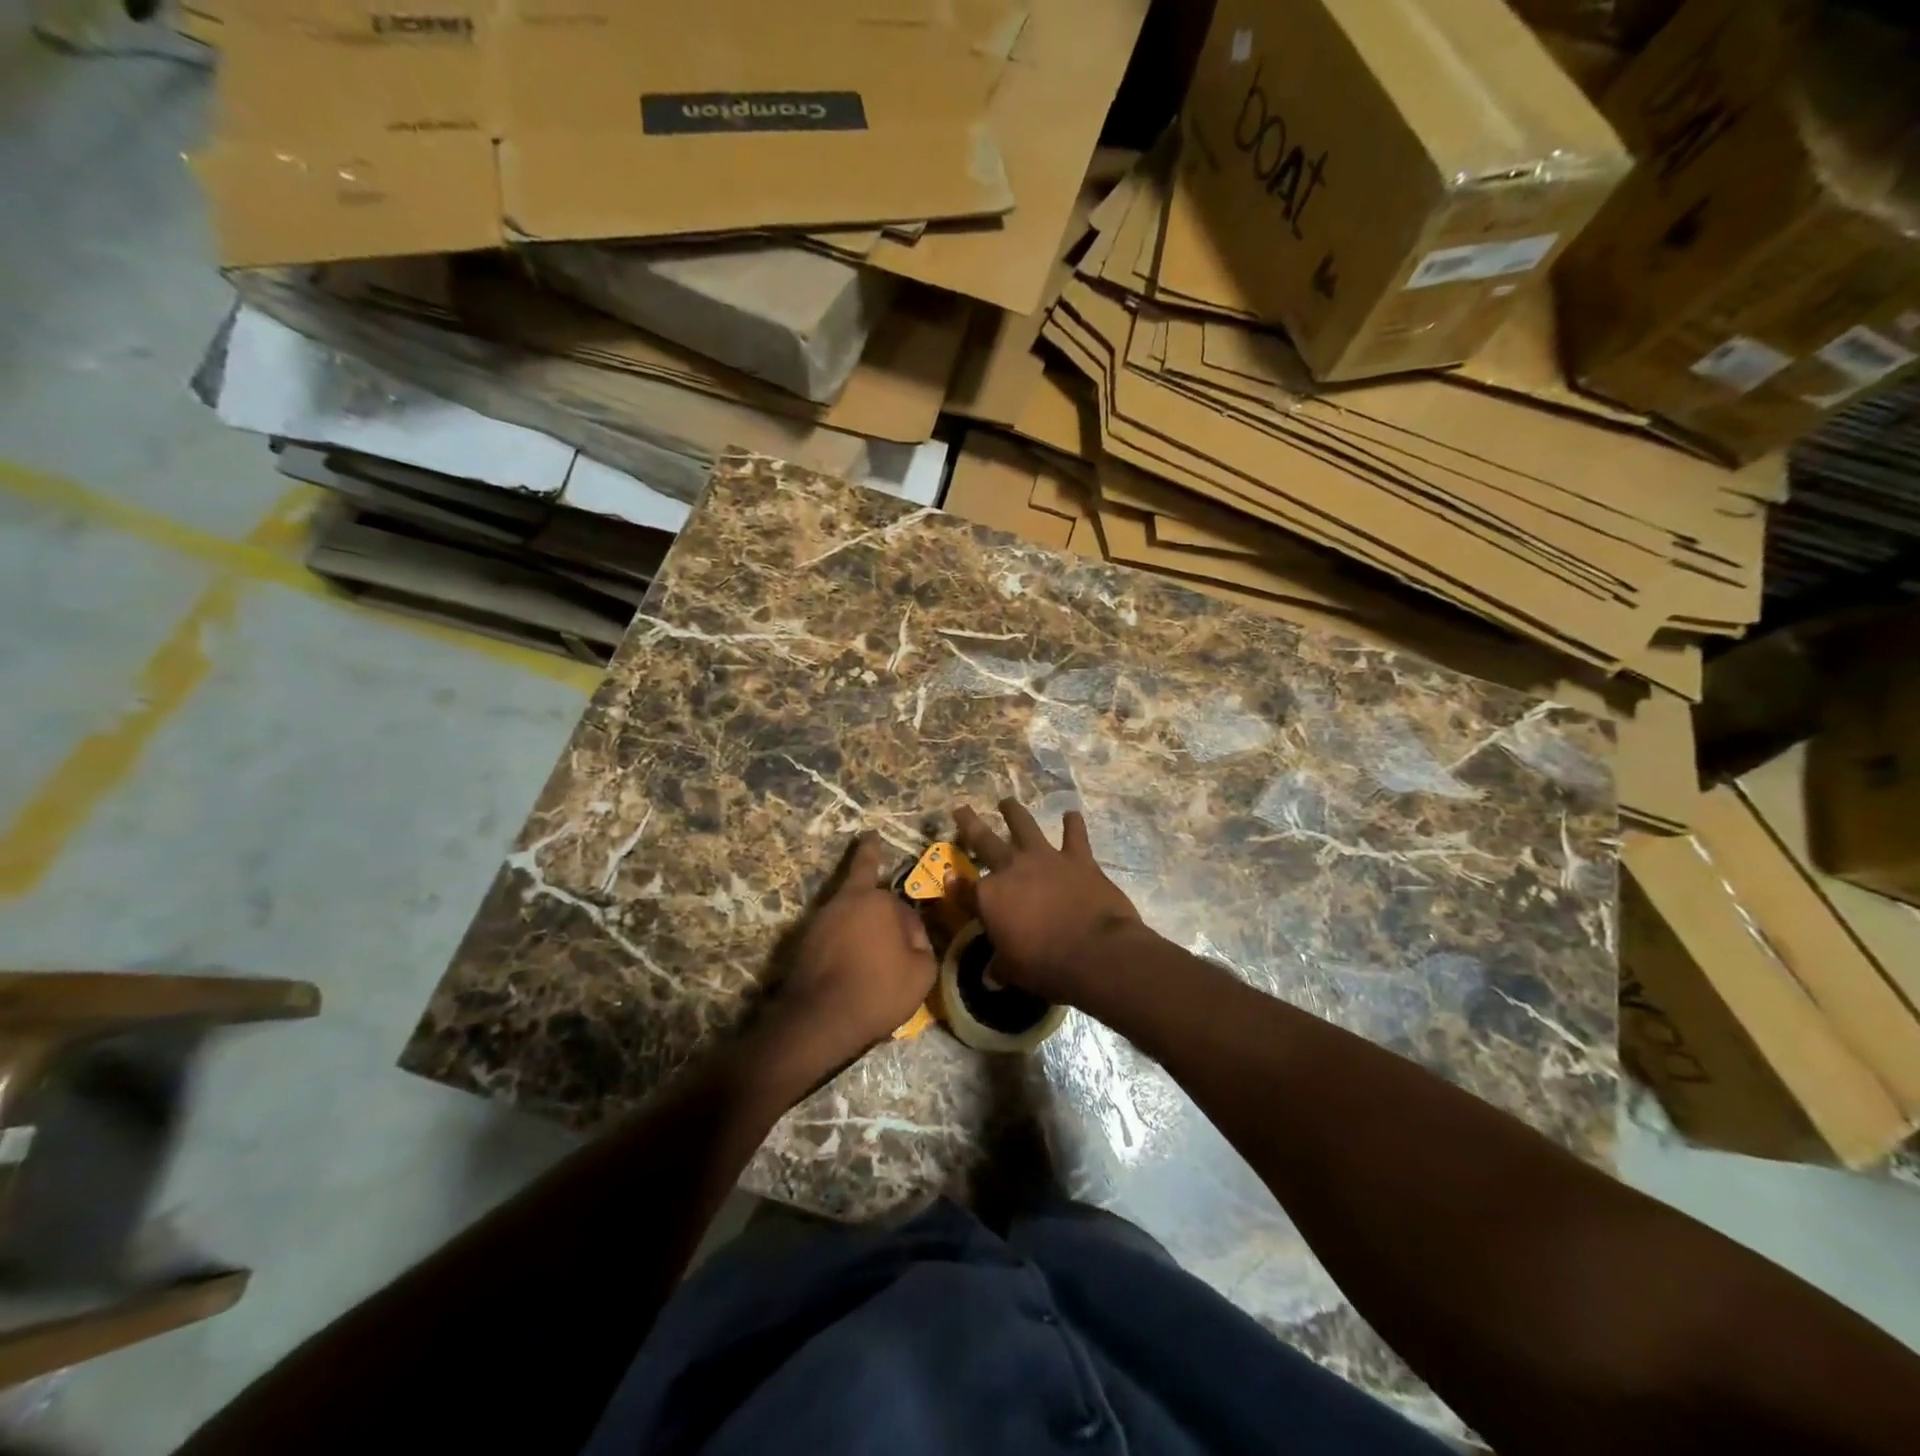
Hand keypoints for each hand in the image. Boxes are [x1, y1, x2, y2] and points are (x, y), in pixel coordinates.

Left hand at [764, 834, 937, 1074]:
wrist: (820, 1020)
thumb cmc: (878, 990)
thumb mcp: (922, 972)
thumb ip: (923, 946)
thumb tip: (913, 939)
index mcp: (878, 901)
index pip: (903, 901)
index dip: (913, 924)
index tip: (911, 932)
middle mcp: (846, 901)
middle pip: (863, 883)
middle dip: (869, 863)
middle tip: (869, 841)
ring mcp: (820, 920)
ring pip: (846, 910)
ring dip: (857, 914)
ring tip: (867, 930)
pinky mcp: (803, 943)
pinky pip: (832, 933)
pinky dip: (842, 939)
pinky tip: (849, 958)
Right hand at [950, 800, 1146, 1005]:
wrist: (1096, 952)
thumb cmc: (1046, 966)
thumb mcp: (1013, 971)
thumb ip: (1000, 967)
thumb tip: (991, 976)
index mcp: (989, 897)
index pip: (964, 889)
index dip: (955, 885)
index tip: (950, 879)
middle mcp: (1012, 869)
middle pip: (984, 841)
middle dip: (969, 824)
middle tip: (961, 809)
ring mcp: (1046, 859)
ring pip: (1025, 826)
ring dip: (1014, 812)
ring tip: (1007, 801)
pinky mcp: (1078, 859)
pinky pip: (1074, 836)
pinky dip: (1073, 824)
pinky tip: (1072, 814)